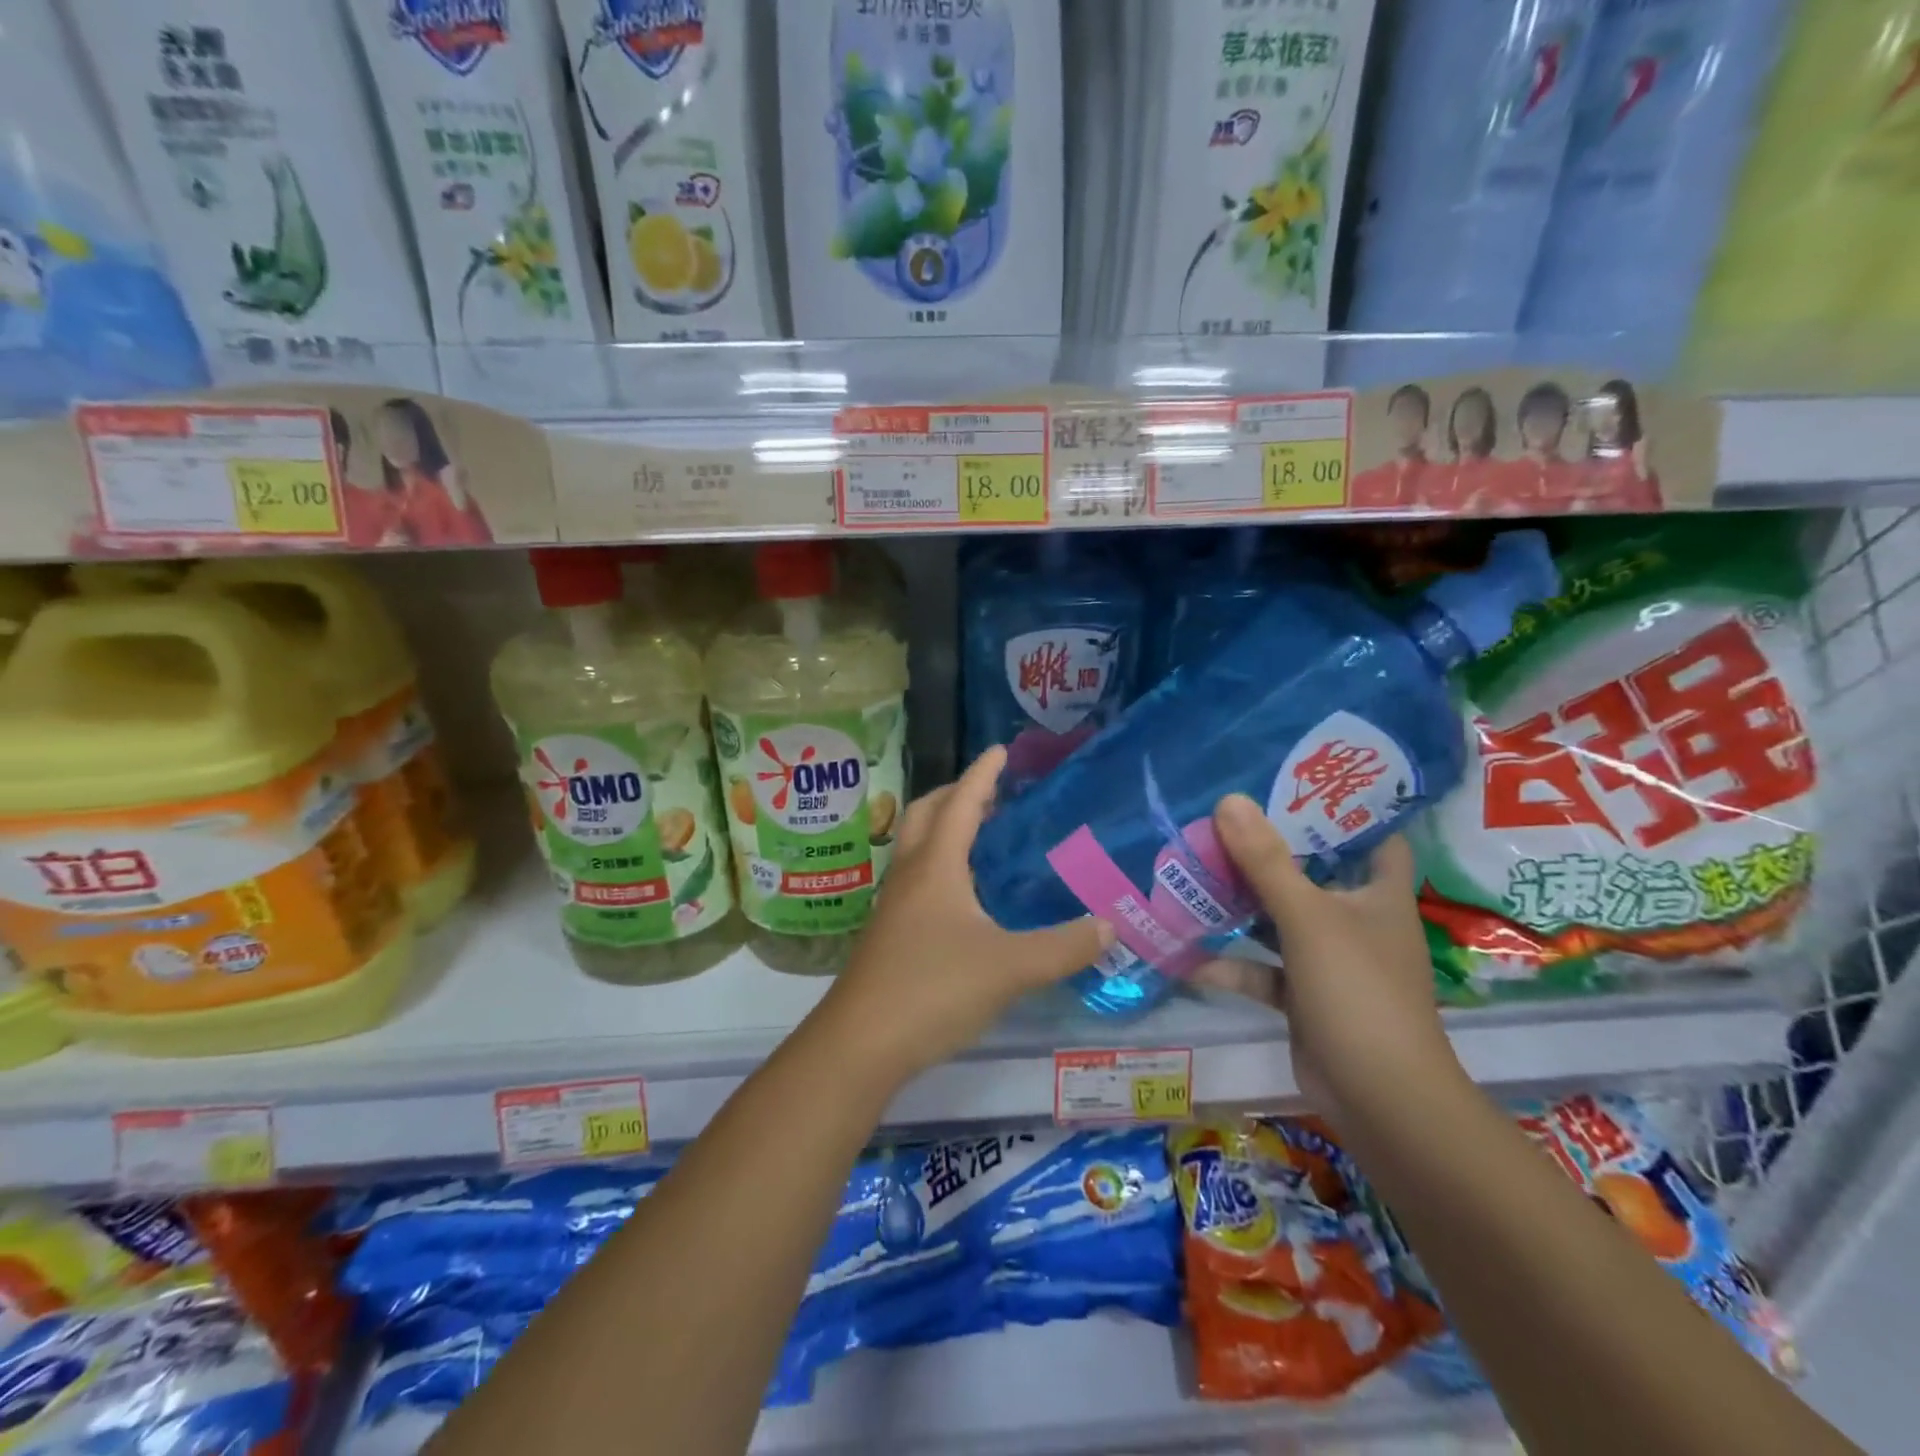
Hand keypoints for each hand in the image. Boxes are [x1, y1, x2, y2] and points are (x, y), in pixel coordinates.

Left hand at [815, 747, 1113, 1084]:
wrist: (861, 1043)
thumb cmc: (933, 988)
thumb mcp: (1010, 967)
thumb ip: (1063, 946)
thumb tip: (1109, 926)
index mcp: (936, 866)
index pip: (961, 803)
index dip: (982, 774)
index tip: (1001, 749)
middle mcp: (910, 874)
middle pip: (927, 814)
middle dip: (956, 794)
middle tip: (992, 792)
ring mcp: (895, 904)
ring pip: (917, 847)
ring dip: (945, 829)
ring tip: (982, 836)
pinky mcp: (890, 933)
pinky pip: (917, 879)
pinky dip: (941, 865)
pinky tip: (965, 896)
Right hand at [1200, 795, 1463, 1127]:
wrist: (1379, 1101)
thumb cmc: (1358, 993)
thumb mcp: (1308, 919)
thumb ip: (1267, 862)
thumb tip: (1229, 799)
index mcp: (1378, 894)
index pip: (1372, 835)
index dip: (1342, 807)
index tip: (1293, 779)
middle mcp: (1357, 920)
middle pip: (1311, 873)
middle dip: (1268, 851)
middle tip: (1219, 820)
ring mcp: (1328, 960)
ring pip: (1279, 920)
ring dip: (1240, 905)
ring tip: (1191, 873)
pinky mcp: (1304, 996)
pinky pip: (1263, 969)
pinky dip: (1231, 963)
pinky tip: (1186, 954)